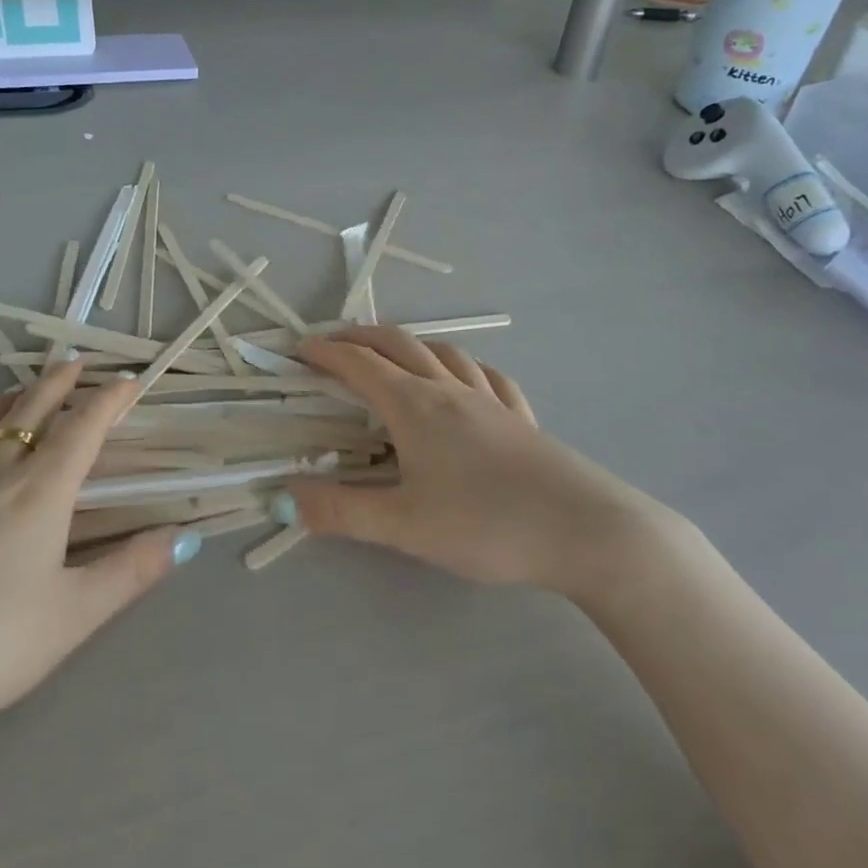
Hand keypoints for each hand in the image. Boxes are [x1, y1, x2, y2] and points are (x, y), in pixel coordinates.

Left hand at [0, 361, 196, 752]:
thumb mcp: (73, 617)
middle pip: (28, 414)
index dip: (109, 401)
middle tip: (74, 365)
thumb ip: (131, 572)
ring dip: (3, 402)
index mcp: (39, 495)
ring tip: (19, 391)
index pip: (83, 430)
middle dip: (56, 385)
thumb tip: (185, 539)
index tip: (128, 381)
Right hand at [289, 327, 656, 598]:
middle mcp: (450, 390)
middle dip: (361, 337)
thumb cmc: (486, 525)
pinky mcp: (521, 418)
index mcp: (415, 406)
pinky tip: (466, 379)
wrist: (583, 530)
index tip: (299, 349)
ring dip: (410, 344)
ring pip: (444, 352)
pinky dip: (462, 367)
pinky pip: (486, 376)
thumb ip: (341, 512)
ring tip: (394, 355)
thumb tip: (285, 498)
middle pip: (399, 344)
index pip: (359, 364)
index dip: (325, 353)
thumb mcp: (404, 527)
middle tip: (333, 342)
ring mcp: (491, 399)